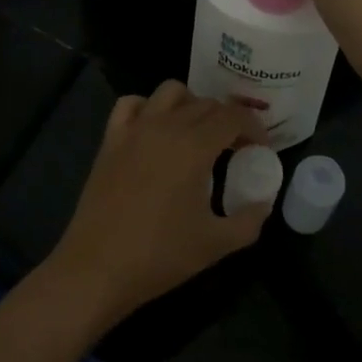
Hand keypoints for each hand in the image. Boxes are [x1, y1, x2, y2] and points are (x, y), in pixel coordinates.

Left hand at [45, 82, 268, 328]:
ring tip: (198, 133)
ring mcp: (135, 129)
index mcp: (195, 146)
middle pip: (206, 103)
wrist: (97, 269)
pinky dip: (149, 107)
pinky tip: (156, 130)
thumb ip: (250, 219)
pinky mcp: (111, 139)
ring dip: (192, 104)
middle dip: (228, 119)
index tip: (260, 147)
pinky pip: (132, 104)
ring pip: (171, 92)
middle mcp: (166, 126)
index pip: (233, 116)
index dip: (254, 127)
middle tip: (236, 147)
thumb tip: (264, 201)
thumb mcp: (217, 244)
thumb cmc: (160, 256)